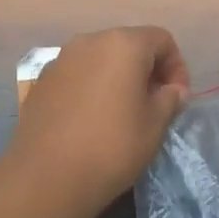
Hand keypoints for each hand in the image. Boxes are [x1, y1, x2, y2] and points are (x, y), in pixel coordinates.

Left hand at [7, 27, 189, 212]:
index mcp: (123, 45)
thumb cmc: (112, 147)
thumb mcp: (155, 126)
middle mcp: (89, 41)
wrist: (47, 177)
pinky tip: (92, 119)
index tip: (177, 98)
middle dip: (146, 70)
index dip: (177, 67)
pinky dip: (92, 88)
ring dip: (117, 78)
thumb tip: (171, 90)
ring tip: (122, 112)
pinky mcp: (41, 82)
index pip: (162, 40)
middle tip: (153, 104)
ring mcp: (60, 60)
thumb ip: (169, 99)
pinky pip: (77, 75)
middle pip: (129, 45)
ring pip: (100, 60)